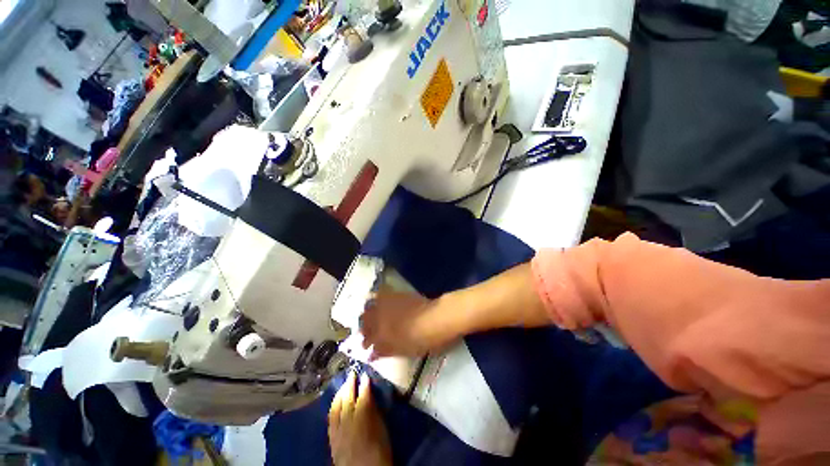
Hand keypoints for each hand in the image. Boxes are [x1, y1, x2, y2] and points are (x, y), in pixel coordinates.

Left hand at [328, 372, 391, 465]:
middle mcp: (348, 420)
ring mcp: (338, 429)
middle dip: (350, 384)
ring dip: (341, 392)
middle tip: (352, 373)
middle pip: (348, 397)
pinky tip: (336, 401)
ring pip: (337, 406)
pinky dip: (334, 406)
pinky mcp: (332, 438)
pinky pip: (331, 418)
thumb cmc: (379, 451)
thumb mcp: (382, 430)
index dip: (365, 384)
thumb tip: (371, 397)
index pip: (363, 394)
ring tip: (344, 384)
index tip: (366, 375)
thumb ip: (374, 411)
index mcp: (364, 417)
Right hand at [360, 289, 449, 357]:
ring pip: (369, 308)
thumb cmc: (420, 339)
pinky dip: (375, 300)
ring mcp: (387, 304)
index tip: (366, 347)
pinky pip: (379, 295)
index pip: (367, 339)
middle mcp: (380, 317)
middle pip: (365, 321)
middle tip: (367, 333)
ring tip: (370, 318)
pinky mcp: (395, 295)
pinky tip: (378, 303)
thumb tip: (371, 354)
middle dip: (364, 327)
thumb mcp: (402, 350)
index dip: (365, 344)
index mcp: (381, 334)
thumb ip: (385, 351)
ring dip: (367, 314)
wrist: (435, 318)